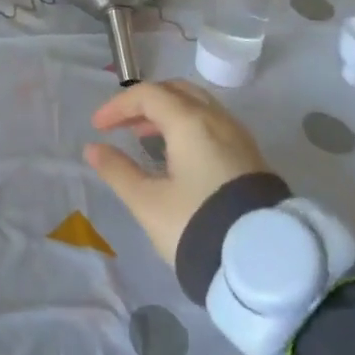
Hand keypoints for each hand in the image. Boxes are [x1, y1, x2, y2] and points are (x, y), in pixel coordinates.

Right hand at [83, 80, 271, 263]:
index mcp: (190, 122)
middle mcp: (216, 119)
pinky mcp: (250, 156)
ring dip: (168, 113)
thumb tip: (93, 149)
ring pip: (198, 106)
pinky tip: (178, 154)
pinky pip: (213, 123)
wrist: (261, 264)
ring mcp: (237, 136)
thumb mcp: (148, 202)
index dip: (118, 106)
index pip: (148, 95)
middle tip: (124, 125)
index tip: (98, 127)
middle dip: (146, 102)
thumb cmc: (196, 225)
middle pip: (176, 91)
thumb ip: (118, 171)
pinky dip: (188, 126)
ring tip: (147, 137)